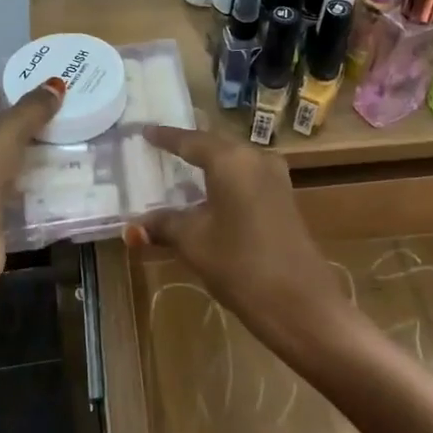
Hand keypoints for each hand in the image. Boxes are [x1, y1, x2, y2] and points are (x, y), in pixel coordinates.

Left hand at [0, 82, 63, 290]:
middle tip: (59, 119)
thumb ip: (32, 109)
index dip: (8, 94)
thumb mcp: (5, 134)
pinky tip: (51, 177)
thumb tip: (55, 85)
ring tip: (62, 144)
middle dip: (20, 125)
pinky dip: (22, 182)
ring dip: (23, 155)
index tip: (43, 96)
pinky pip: (2, 187)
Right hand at [130, 125, 352, 363]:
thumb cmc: (239, 263)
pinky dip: (225, 181)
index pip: (191, 141)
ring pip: (234, 162)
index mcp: (231, 160)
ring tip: (182, 169)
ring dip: (209, 165)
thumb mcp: (194, 242)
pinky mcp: (284, 199)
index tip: (144, 131)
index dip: (166, 137)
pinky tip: (210, 195)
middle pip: (216, 146)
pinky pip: (247, 178)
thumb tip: (134, 226)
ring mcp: (276, 178)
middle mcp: (256, 159)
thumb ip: (164, 225)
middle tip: (161, 147)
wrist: (299, 302)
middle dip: (189, 148)